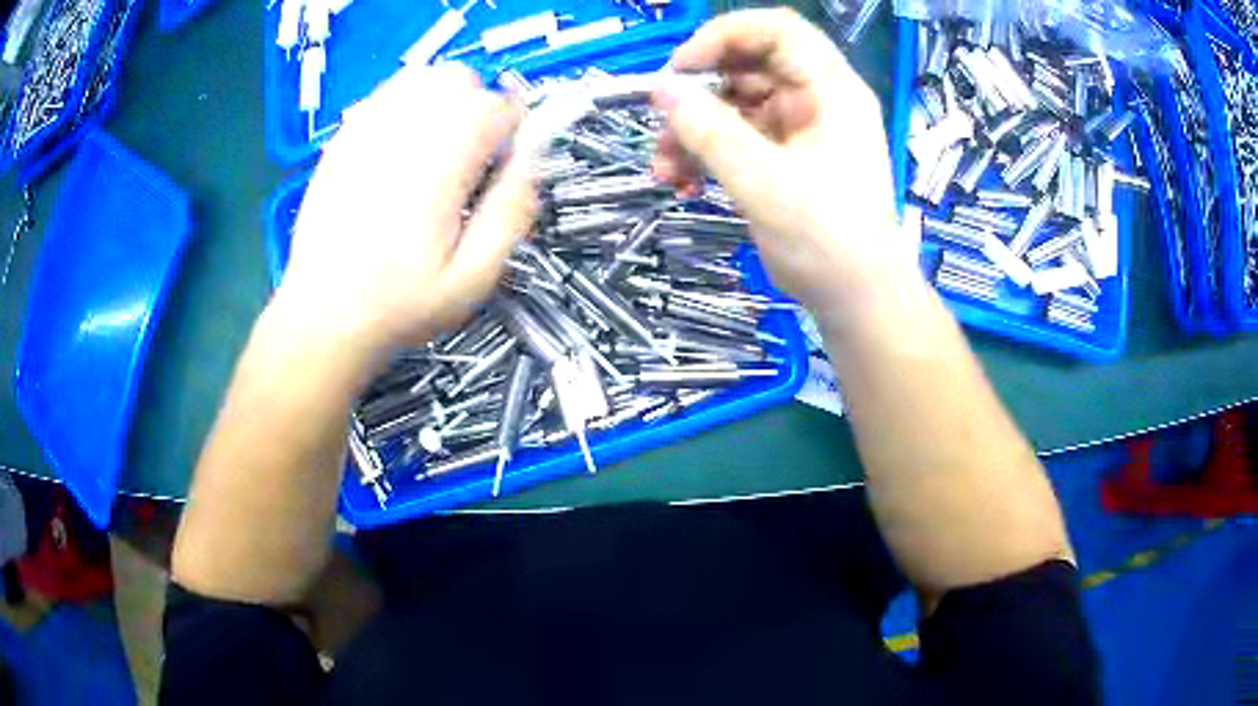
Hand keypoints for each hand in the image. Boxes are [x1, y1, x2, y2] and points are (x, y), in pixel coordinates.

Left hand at [278, 64, 537, 355]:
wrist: (323, 318)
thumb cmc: (397, 306)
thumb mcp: (472, 278)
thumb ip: (511, 213)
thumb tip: (532, 162)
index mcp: (437, 167)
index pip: (495, 106)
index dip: (513, 130)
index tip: (506, 160)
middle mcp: (399, 136)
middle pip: (457, 79)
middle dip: (478, 107)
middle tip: (472, 155)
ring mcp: (363, 134)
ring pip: (420, 78)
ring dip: (442, 101)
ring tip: (438, 148)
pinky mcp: (341, 142)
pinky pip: (383, 97)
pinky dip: (405, 108)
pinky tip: (402, 149)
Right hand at [653, 9, 904, 319]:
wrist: (858, 301)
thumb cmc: (826, 239)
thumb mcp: (762, 181)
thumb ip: (709, 130)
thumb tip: (662, 91)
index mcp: (830, 90)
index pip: (777, 30)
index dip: (724, 36)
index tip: (681, 68)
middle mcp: (818, 100)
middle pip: (750, 65)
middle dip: (700, 91)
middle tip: (662, 118)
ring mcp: (803, 129)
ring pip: (737, 104)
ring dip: (695, 129)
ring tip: (663, 167)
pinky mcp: (789, 158)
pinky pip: (740, 137)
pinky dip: (709, 153)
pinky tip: (683, 182)